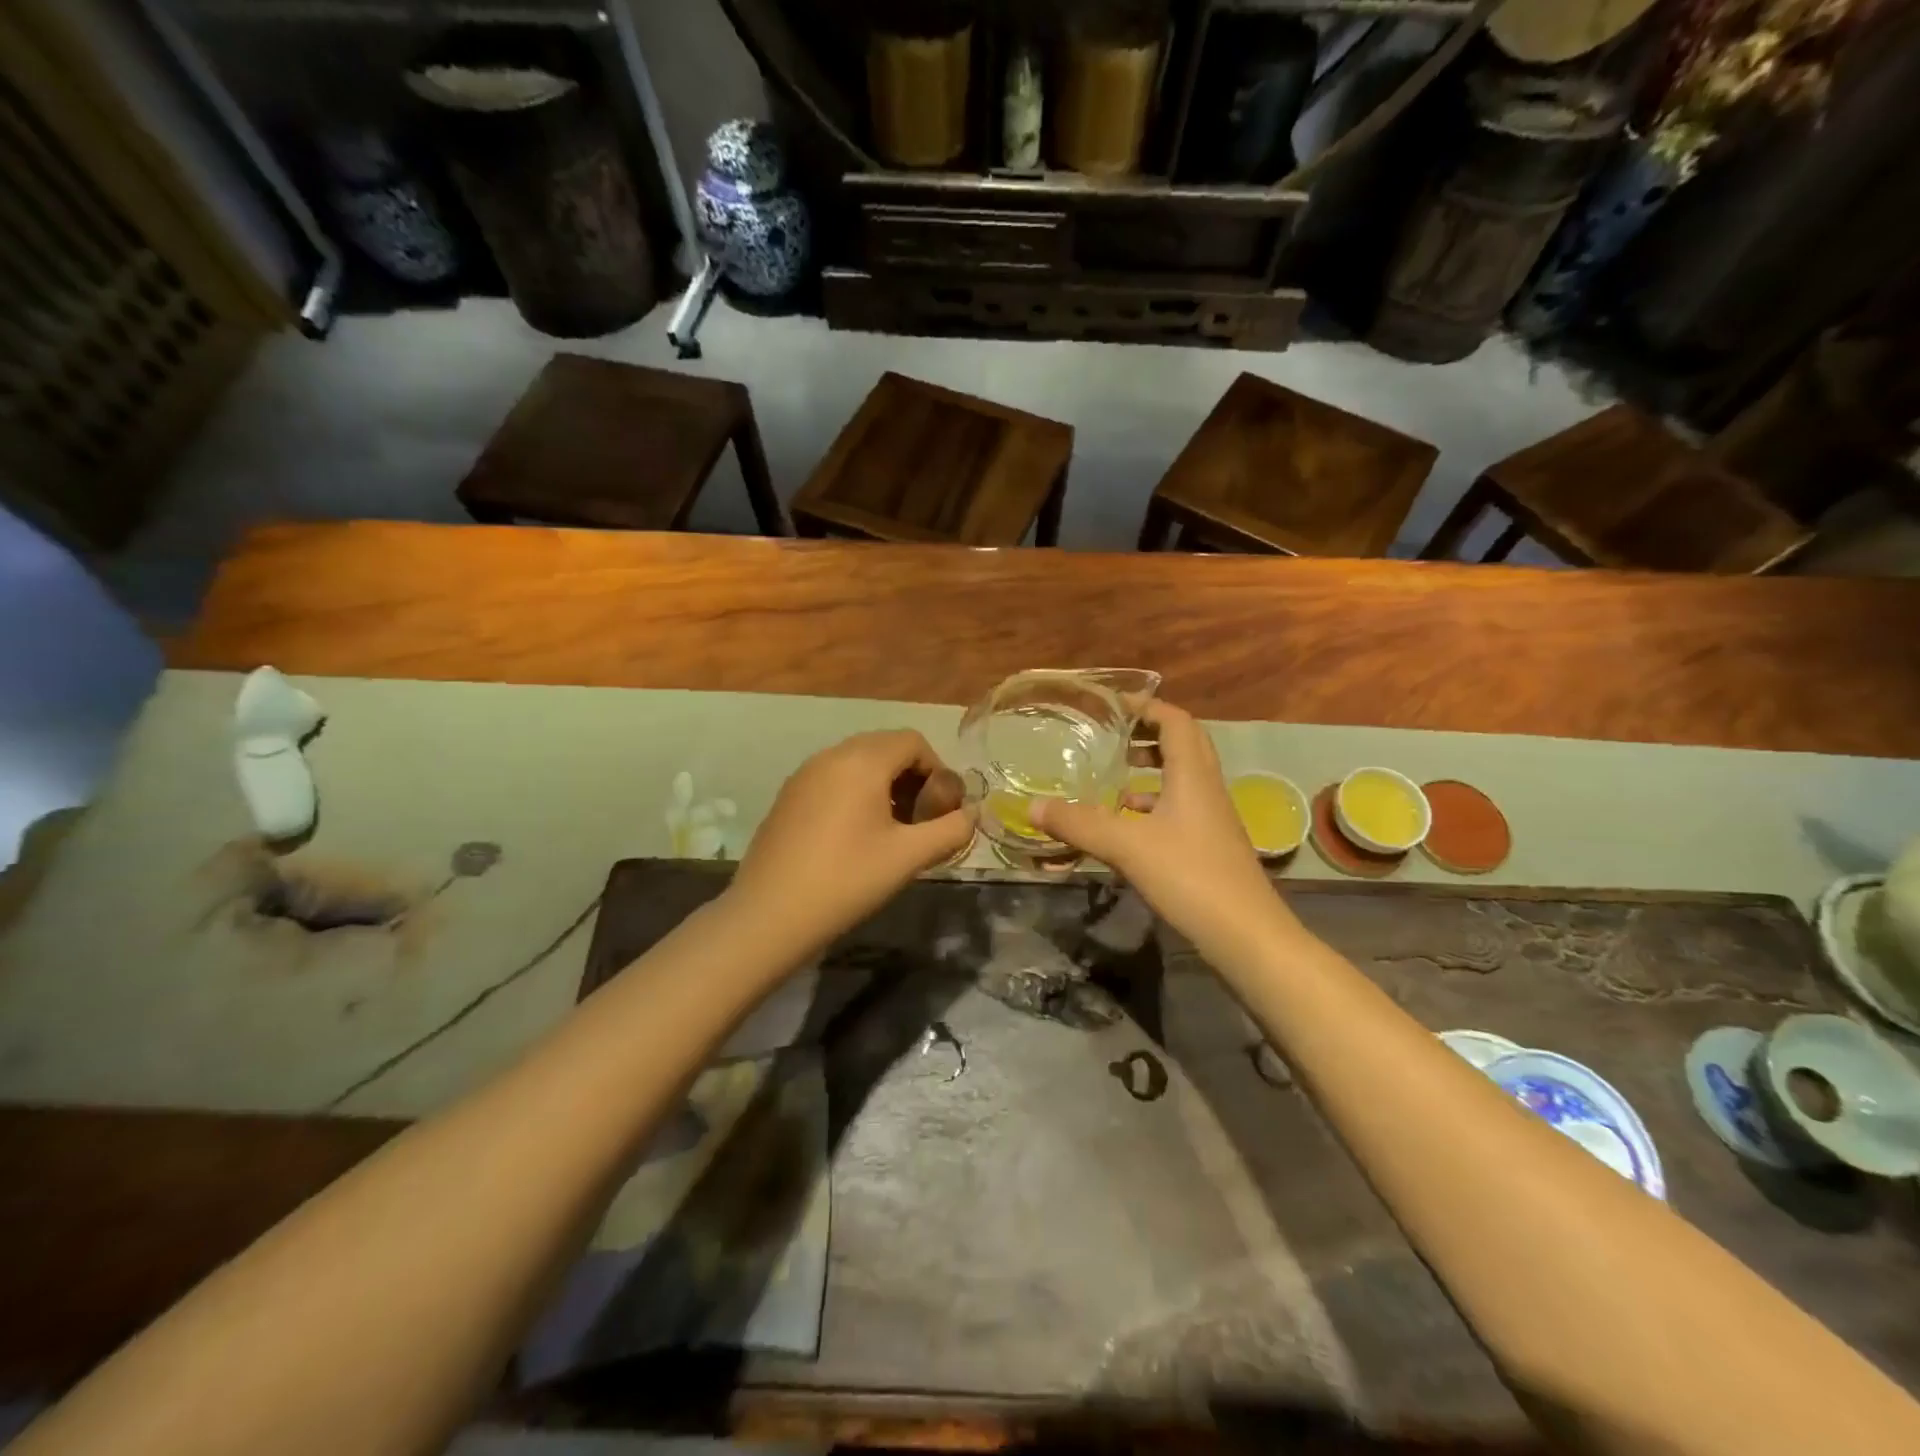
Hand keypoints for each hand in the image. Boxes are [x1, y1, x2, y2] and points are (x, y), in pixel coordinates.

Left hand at [726, 729, 972, 951]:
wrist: (769, 915)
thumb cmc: (847, 881)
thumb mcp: (909, 857)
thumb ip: (951, 830)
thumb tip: (971, 816)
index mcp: (862, 761)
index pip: (913, 741)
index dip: (937, 771)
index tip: (940, 811)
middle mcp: (831, 756)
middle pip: (885, 747)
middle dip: (912, 777)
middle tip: (920, 821)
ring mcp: (804, 774)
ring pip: (858, 762)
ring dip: (884, 785)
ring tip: (891, 830)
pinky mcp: (788, 796)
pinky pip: (833, 778)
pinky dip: (855, 793)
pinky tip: (855, 836)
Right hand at [1030, 702, 1293, 960]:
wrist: (1246, 935)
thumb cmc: (1190, 876)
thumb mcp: (1127, 846)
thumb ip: (1079, 824)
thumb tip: (1032, 806)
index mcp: (1193, 774)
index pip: (1175, 720)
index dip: (1145, 706)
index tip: (1111, 705)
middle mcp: (1206, 788)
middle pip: (1181, 744)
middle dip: (1145, 735)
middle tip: (1109, 737)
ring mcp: (1211, 818)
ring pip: (1179, 778)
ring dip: (1148, 771)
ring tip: (1110, 779)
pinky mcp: (1208, 845)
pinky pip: (1178, 809)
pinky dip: (1151, 806)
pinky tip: (1125, 825)